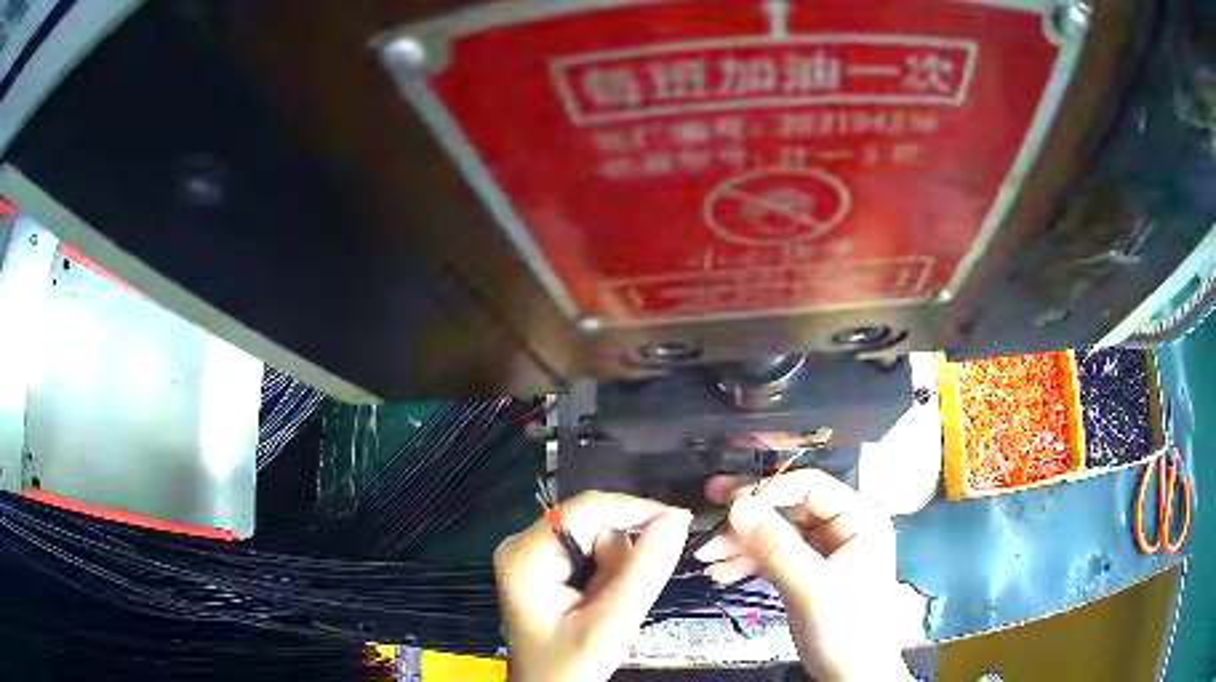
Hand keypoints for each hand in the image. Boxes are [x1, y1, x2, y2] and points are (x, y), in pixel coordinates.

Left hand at [494, 491, 691, 681]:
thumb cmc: (570, 667)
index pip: (587, 508)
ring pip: (597, 537)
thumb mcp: (610, 624)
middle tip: (620, 599)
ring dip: (617, 569)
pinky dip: (609, 575)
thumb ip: (643, 572)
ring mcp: (533, 554)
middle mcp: (524, 543)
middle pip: (592, 522)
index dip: (636, 509)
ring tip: (605, 608)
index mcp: (526, 554)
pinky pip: (592, 553)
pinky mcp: (546, 566)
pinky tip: (599, 603)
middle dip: (621, 556)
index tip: (681, 522)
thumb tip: (675, 520)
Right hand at [696, 470, 913, 681]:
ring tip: (706, 555)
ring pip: (777, 535)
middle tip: (708, 509)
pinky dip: (748, 564)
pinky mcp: (807, 574)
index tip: (729, 503)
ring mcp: (824, 553)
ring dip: (741, 544)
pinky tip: (721, 572)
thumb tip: (738, 505)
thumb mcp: (812, 587)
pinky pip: (774, 558)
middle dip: (748, 518)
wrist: (851, 675)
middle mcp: (842, 529)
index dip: (770, 491)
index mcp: (859, 520)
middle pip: (789, 509)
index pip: (811, 488)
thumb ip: (776, 546)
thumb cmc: (847, 628)